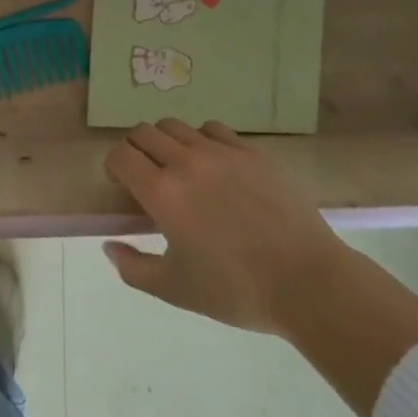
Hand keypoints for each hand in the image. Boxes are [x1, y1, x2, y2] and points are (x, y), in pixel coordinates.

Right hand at [102, 118, 346, 335]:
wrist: (308, 282)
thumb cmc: (237, 290)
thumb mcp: (175, 290)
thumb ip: (133, 268)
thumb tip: (109, 246)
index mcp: (162, 193)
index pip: (121, 155)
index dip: (114, 166)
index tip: (121, 185)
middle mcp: (186, 161)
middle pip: (144, 132)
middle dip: (136, 150)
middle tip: (146, 176)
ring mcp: (221, 151)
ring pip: (176, 126)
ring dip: (167, 142)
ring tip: (179, 168)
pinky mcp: (251, 151)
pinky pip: (213, 129)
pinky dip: (202, 140)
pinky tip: (214, 165)